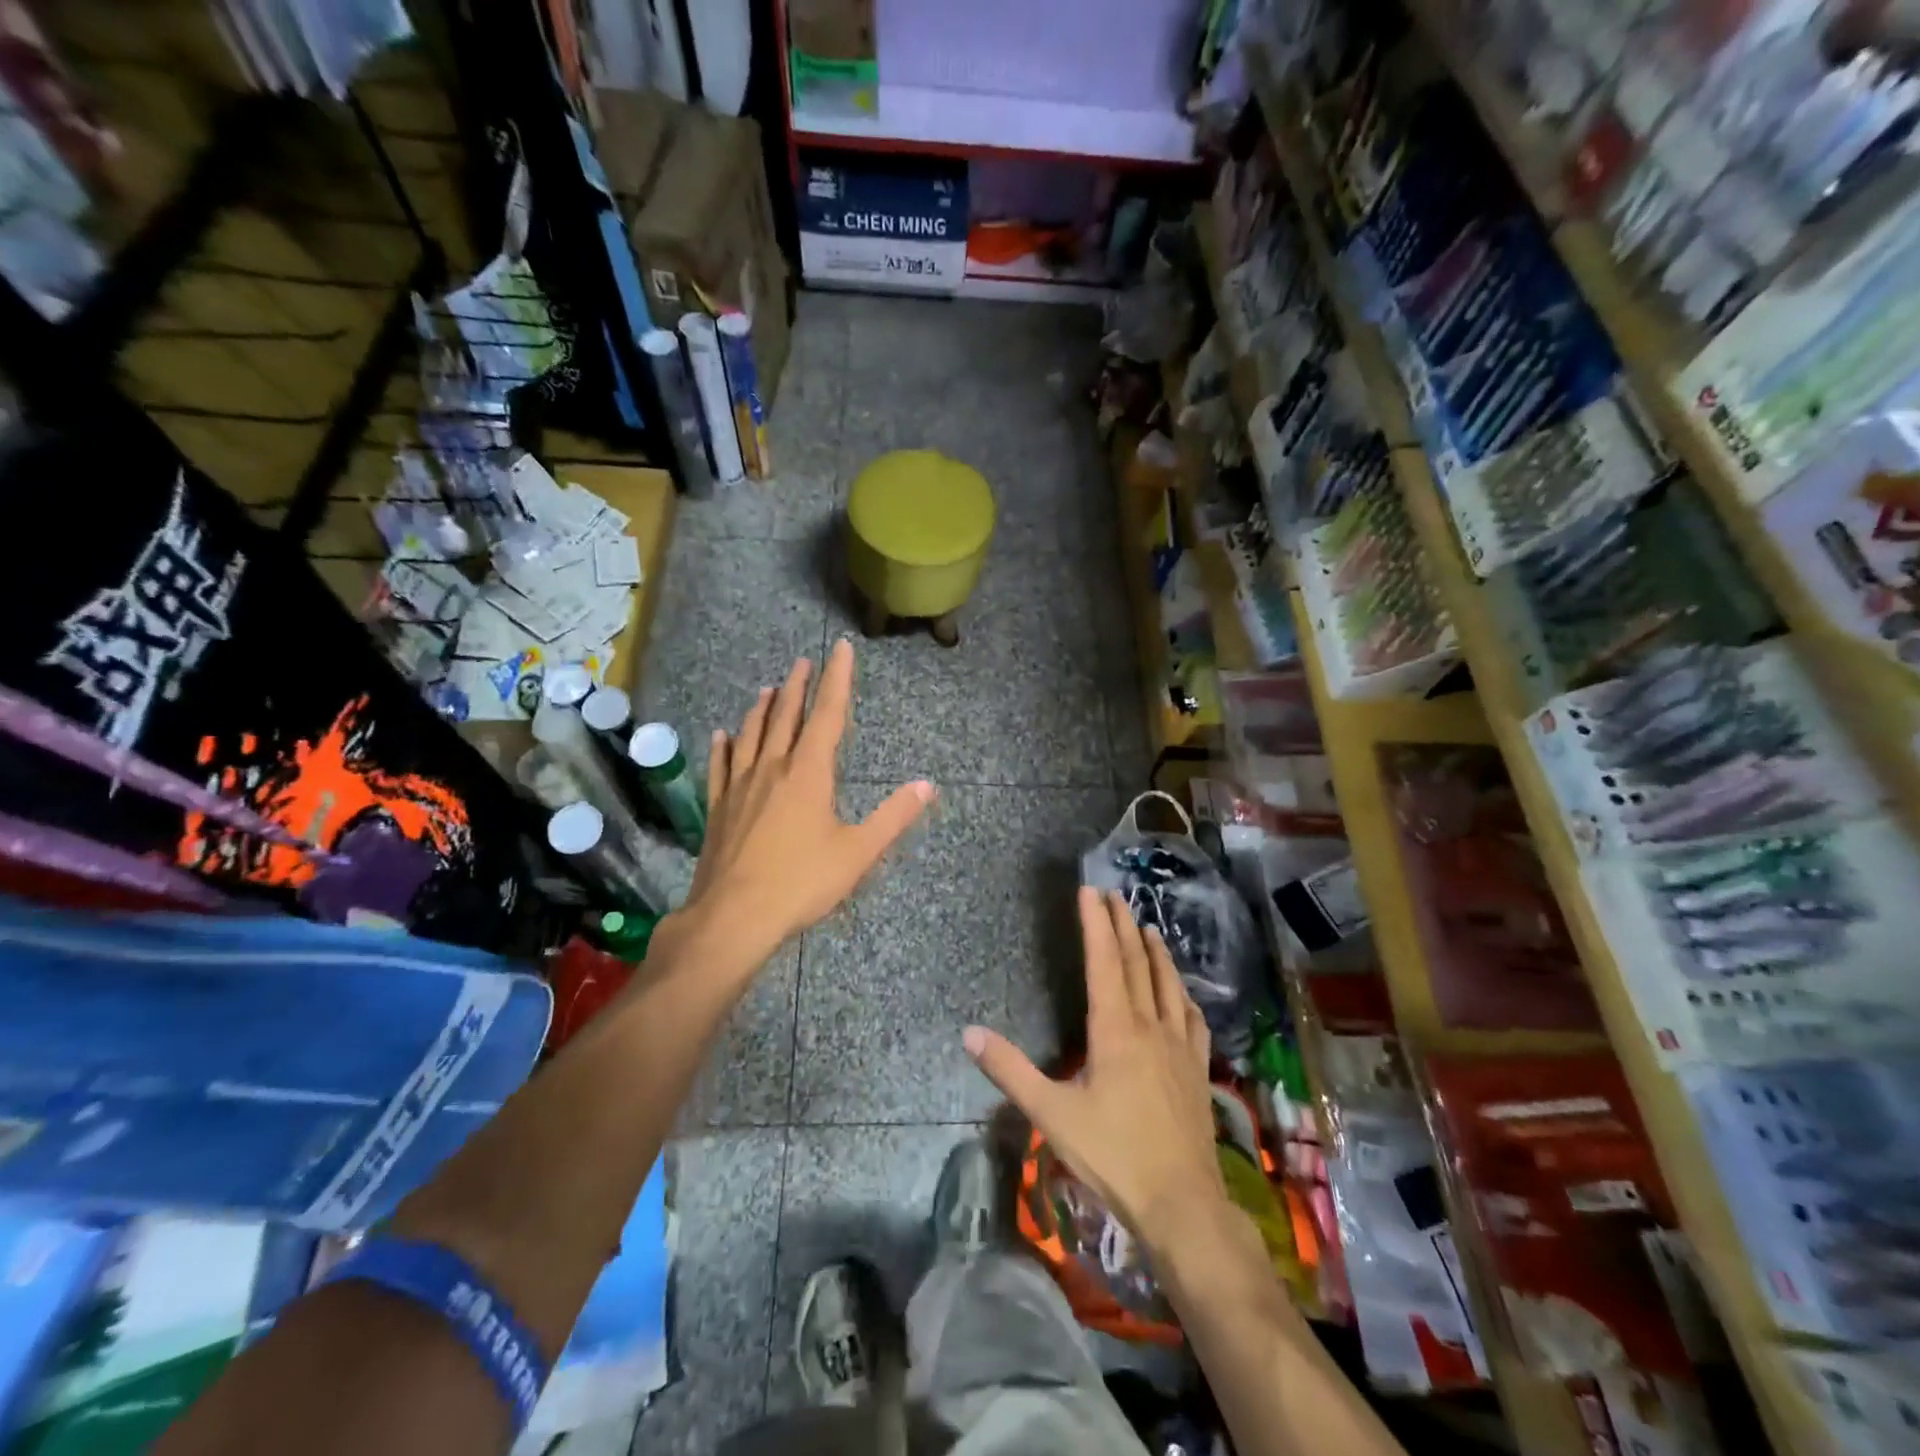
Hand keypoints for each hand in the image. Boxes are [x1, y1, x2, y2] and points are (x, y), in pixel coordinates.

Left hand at [678, 638, 933, 968]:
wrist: (734, 916)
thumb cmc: (802, 882)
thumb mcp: (858, 853)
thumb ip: (893, 817)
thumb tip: (926, 785)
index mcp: (809, 773)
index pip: (828, 714)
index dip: (837, 679)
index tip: (841, 649)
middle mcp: (772, 768)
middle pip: (785, 717)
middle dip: (797, 687)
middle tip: (802, 662)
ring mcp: (740, 786)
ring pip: (751, 735)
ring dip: (762, 709)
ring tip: (767, 688)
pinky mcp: (718, 808)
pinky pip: (720, 766)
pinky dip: (724, 746)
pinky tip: (722, 734)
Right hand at [964, 888, 1227, 1255]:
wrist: (1182, 1203)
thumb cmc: (1113, 1155)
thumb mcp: (1052, 1114)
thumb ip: (1010, 1071)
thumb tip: (968, 1033)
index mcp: (1115, 1030)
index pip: (1104, 961)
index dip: (1096, 923)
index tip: (1090, 891)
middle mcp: (1149, 1026)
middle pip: (1136, 963)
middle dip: (1123, 925)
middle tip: (1114, 895)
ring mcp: (1179, 1046)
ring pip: (1168, 984)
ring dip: (1156, 951)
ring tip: (1147, 926)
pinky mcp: (1197, 1068)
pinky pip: (1192, 1018)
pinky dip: (1183, 993)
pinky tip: (1183, 992)